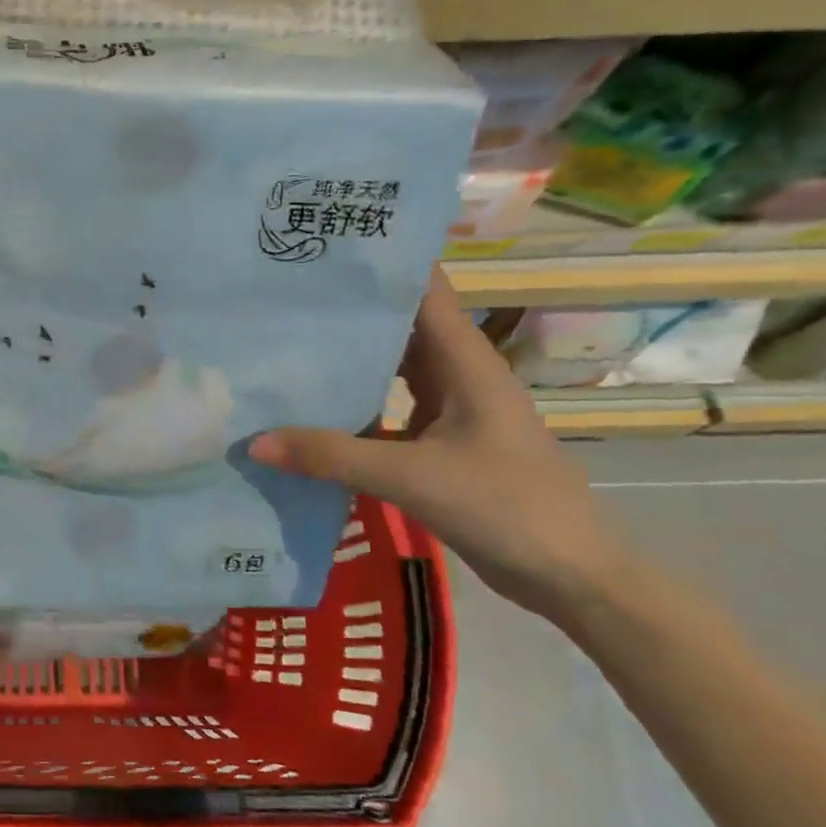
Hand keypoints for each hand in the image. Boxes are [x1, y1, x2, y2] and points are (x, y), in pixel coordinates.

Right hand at [247, 269, 628, 619]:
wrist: (570, 578)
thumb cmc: (506, 507)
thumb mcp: (413, 477)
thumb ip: (333, 456)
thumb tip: (255, 442)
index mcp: (466, 363)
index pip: (425, 291)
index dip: (383, 264)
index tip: (326, 249)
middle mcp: (457, 376)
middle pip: (399, 326)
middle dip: (348, 310)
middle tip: (284, 295)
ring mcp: (449, 410)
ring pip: (390, 369)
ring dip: (348, 359)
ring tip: (286, 343)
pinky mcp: (439, 443)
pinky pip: (387, 410)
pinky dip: (353, 407)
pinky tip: (310, 411)